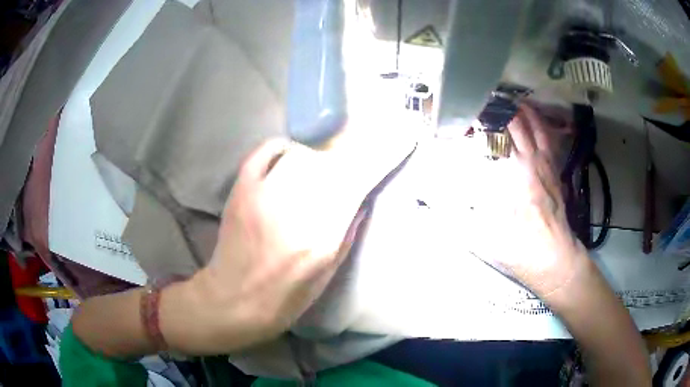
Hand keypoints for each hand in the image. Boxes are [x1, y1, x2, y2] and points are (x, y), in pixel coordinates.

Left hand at [163, 133, 414, 353]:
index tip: (401, 139)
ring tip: (321, 161)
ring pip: (301, 154)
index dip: (382, 157)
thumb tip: (360, 197)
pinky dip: (280, 147)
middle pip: (332, 162)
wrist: (233, 300)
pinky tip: (289, 151)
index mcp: (321, 238)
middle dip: (354, 149)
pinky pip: (263, 153)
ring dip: (319, 152)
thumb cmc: (284, 298)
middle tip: (360, 146)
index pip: (359, 184)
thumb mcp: (327, 275)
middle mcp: (294, 210)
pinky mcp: (240, 191)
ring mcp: (263, 196)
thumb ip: (347, 232)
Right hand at [469, 104, 585, 296]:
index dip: (469, 125)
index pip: (484, 138)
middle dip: (489, 111)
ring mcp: (541, 160)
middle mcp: (524, 160)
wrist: (552, 255)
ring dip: (511, 108)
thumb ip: (450, 216)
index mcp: (505, 176)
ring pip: (527, 122)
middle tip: (475, 105)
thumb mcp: (478, 237)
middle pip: (506, 122)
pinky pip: (544, 133)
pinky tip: (526, 111)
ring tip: (497, 100)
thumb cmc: (516, 247)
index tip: (456, 122)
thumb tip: (422, 203)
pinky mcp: (552, 165)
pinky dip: (534, 118)